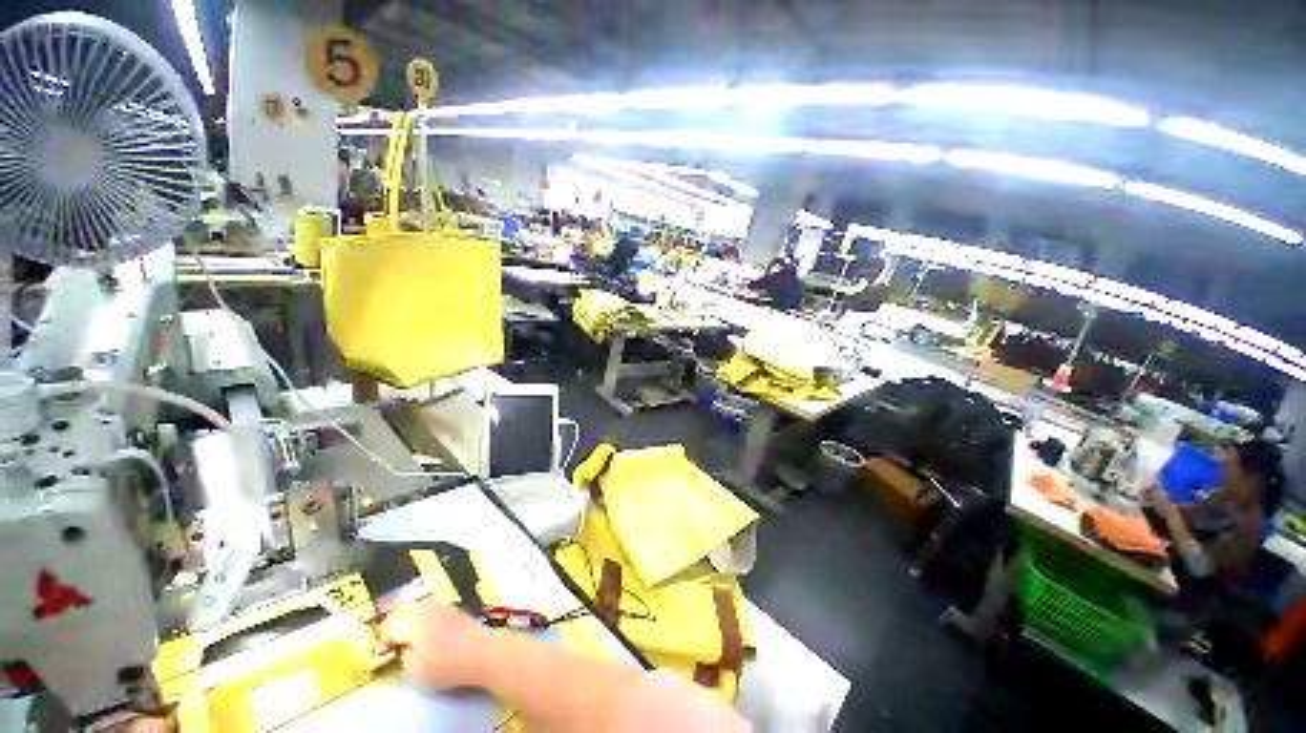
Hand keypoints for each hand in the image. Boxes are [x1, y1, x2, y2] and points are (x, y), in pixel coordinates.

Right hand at [378, 600, 489, 690]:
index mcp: (413, 623)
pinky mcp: (454, 608)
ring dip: (407, 615)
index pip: (390, 625)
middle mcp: (426, 609)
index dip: (383, 638)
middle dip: (393, 621)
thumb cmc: (446, 665)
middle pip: (403, 609)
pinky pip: (431, 606)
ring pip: (418, 605)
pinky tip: (425, 627)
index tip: (383, 650)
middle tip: (389, 637)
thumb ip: (403, 657)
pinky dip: (422, 614)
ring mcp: (442, 606)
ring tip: (405, 631)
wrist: (480, 651)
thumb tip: (404, 648)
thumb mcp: (415, 671)